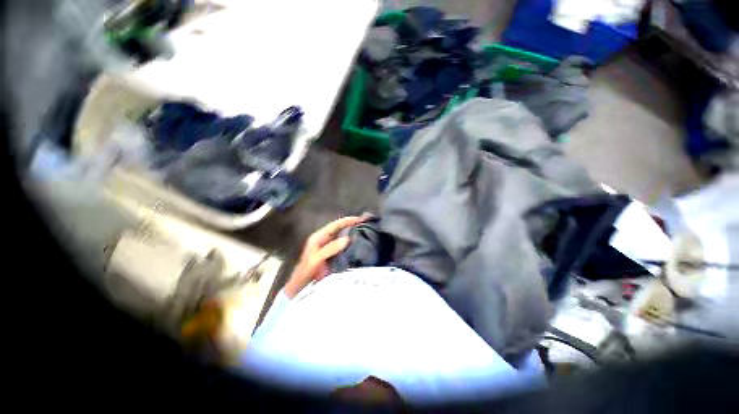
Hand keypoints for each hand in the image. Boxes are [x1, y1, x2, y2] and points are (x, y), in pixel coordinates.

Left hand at [284, 216, 366, 297]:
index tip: (360, 219)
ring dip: (352, 233)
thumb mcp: (317, 259)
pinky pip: (343, 246)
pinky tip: (359, 245)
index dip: (348, 221)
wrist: (301, 286)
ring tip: (365, 231)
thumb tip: (347, 238)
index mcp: (319, 236)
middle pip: (340, 228)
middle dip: (352, 225)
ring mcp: (328, 247)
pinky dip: (351, 243)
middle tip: (366, 223)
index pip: (335, 225)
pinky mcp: (331, 255)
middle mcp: (324, 239)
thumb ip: (330, 248)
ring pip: (342, 236)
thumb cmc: (306, 271)